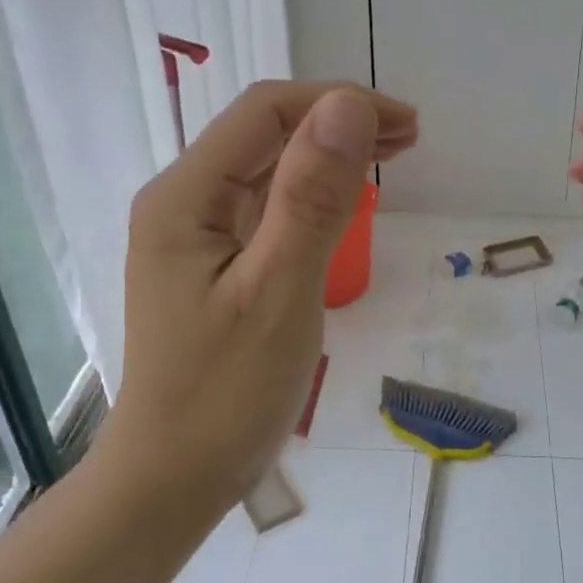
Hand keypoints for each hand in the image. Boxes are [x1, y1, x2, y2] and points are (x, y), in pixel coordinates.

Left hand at [106, 81, 416, 509]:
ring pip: (266, 172)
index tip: (405, 126)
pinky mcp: (210, 267)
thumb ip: (310, 198)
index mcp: (185, 197)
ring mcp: (193, 237)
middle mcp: (181, 203)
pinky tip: (343, 205)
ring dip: (327, 158)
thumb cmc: (225, 394)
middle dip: (337, 125)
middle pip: (264, 136)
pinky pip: (263, 211)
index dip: (338, 104)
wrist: (173, 477)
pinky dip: (311, 198)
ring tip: (390, 159)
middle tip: (409, 140)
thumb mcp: (279, 292)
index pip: (265, 113)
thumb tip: (347, 105)